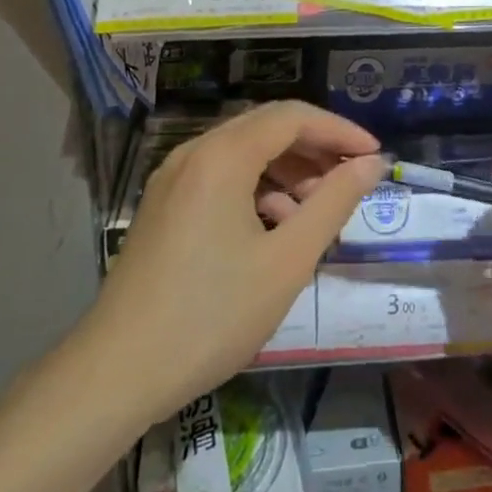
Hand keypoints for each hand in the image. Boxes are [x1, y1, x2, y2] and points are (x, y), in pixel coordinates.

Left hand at [79, 101, 384, 424]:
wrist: (116, 374)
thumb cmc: (211, 315)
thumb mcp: (287, 261)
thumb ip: (334, 203)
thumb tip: (371, 164)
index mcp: (222, 155)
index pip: (293, 116)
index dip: (339, 131)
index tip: (374, 156)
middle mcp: (194, 152)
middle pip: (267, 127)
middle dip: (315, 148)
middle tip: (351, 179)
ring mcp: (173, 178)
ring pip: (244, 151)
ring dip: (287, 169)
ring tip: (316, 209)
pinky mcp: (164, 204)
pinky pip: (221, 175)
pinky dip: (256, 188)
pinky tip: (273, 226)